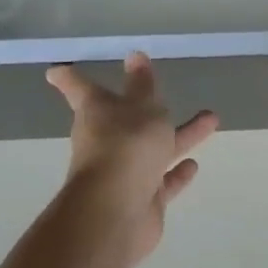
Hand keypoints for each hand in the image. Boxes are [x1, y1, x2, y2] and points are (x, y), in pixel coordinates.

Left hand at [46, 53, 218, 266]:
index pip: (81, 88)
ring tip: (211, 120)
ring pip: (155, 148)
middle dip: (149, 104)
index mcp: (98, 112)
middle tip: (162, 88)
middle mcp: (107, 140)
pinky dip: (177, 174)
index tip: (56, 69)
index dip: (71, 78)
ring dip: (181, 135)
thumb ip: (143, 84)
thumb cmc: (126, 145)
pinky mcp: (142, 198)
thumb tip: (135, 56)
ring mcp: (124, 171)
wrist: (117, 212)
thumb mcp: (142, 106)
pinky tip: (193, 165)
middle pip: (129, 118)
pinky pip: (162, 181)